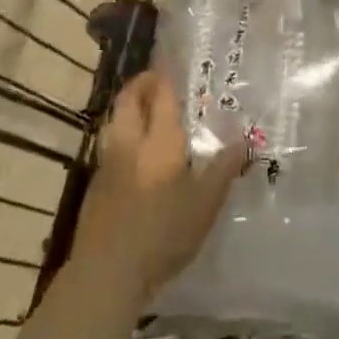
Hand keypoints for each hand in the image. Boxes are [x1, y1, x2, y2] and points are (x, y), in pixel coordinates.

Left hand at [71, 71, 243, 305]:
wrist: (107, 272)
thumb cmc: (163, 233)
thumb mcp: (205, 204)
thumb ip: (224, 169)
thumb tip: (244, 139)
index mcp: (159, 141)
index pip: (160, 96)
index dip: (163, 78)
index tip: (170, 66)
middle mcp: (129, 143)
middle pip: (128, 101)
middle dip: (140, 85)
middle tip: (154, 81)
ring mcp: (107, 165)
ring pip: (113, 122)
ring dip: (127, 109)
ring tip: (143, 112)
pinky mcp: (94, 187)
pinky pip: (108, 147)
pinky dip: (120, 137)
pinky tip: (132, 155)